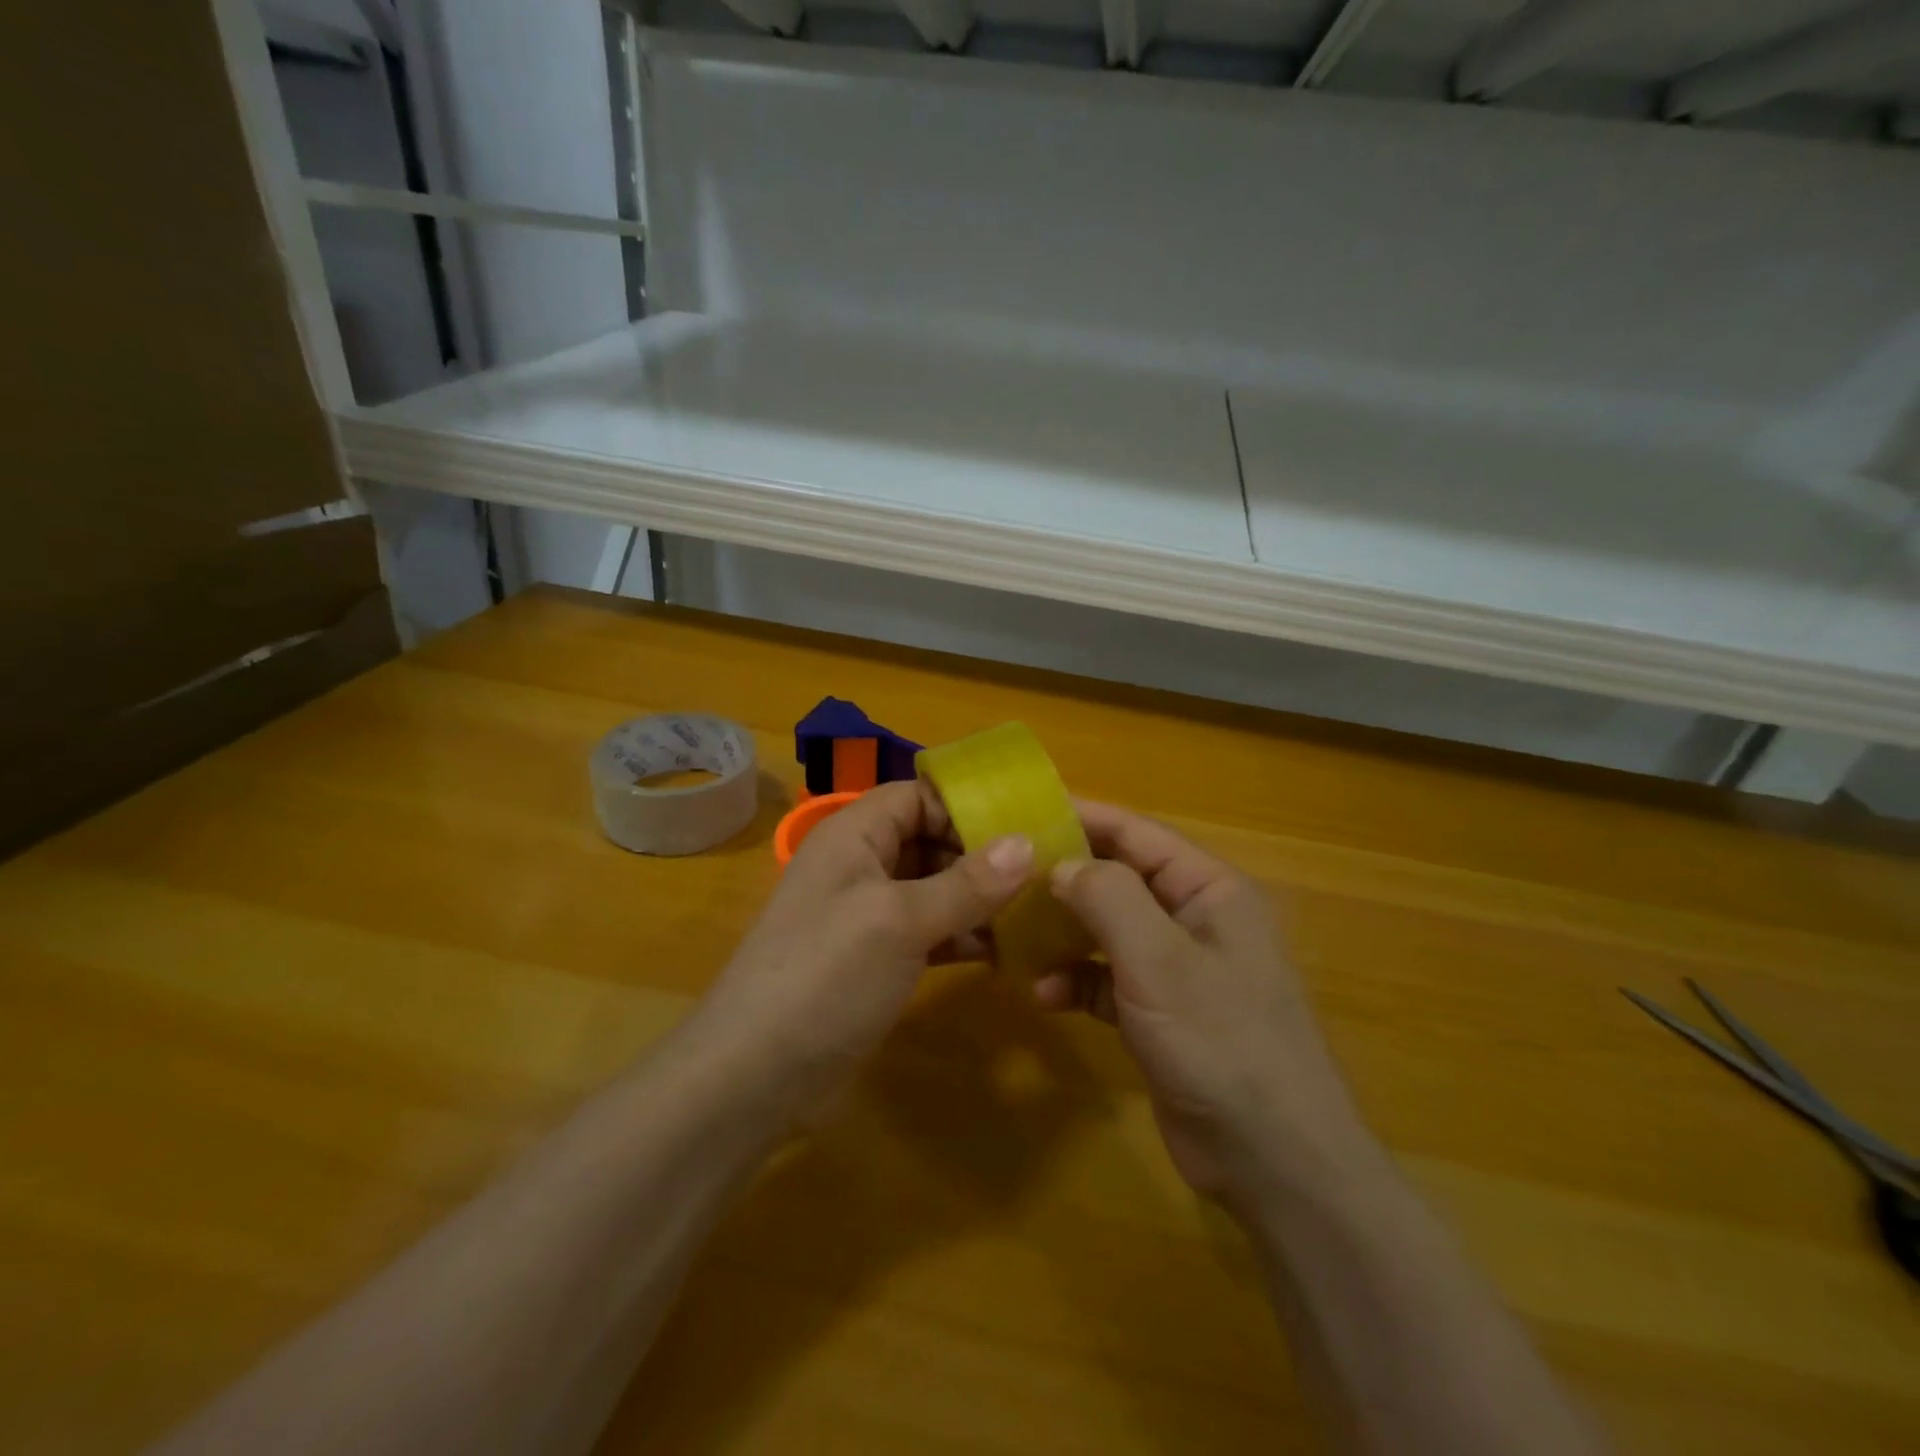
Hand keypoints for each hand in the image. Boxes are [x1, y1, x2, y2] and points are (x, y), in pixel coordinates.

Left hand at [688, 779, 1032, 1126]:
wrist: (755, 1076)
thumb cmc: (826, 976)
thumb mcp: (900, 922)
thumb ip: (966, 884)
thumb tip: (1027, 844)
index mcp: (853, 835)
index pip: (916, 795)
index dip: (964, 805)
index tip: (1022, 825)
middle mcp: (858, 865)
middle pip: (928, 839)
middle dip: (980, 854)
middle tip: (1042, 871)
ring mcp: (865, 915)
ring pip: (932, 888)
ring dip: (977, 898)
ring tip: (1034, 910)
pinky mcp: (875, 960)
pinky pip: (927, 931)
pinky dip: (962, 935)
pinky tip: (1003, 950)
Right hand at [1037, 802, 1363, 1207]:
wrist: (1273, 1163)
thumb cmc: (1221, 1042)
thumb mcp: (1159, 960)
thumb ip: (1108, 898)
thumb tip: (1062, 865)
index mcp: (1210, 890)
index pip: (1138, 834)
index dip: (1083, 818)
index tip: (1024, 810)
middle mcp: (1195, 920)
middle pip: (1120, 880)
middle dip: (1066, 879)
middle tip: (1005, 877)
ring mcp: (1178, 969)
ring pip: (1109, 931)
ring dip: (1065, 934)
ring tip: (1014, 938)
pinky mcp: (1161, 1014)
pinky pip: (1109, 979)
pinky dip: (1078, 980)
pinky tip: (1045, 995)